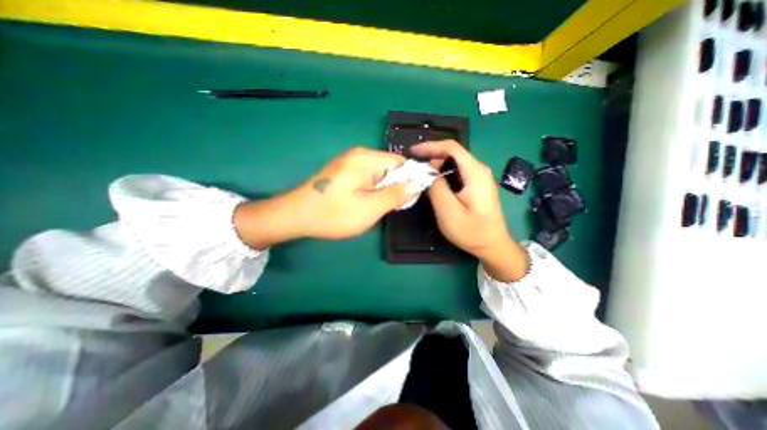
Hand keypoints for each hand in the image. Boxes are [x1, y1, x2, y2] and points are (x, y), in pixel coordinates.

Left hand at [233, 148, 416, 248]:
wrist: (294, 215)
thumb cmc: (332, 214)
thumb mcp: (369, 209)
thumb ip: (395, 195)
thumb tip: (417, 184)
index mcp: (366, 159)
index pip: (401, 163)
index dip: (410, 180)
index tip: (408, 200)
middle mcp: (359, 154)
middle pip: (391, 167)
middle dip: (396, 186)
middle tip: (391, 207)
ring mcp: (350, 161)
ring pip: (380, 173)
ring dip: (384, 189)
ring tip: (376, 207)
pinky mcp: (344, 170)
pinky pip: (368, 176)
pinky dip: (373, 189)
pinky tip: (365, 202)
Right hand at [414, 140, 528, 281]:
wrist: (493, 245)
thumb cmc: (472, 231)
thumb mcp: (448, 211)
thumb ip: (437, 188)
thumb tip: (429, 173)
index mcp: (475, 172)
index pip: (452, 147)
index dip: (431, 146)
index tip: (413, 151)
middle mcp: (480, 170)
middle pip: (454, 154)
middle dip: (433, 157)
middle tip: (417, 171)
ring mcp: (481, 177)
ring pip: (455, 163)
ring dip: (438, 167)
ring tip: (424, 179)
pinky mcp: (478, 185)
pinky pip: (459, 172)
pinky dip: (445, 174)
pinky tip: (437, 184)